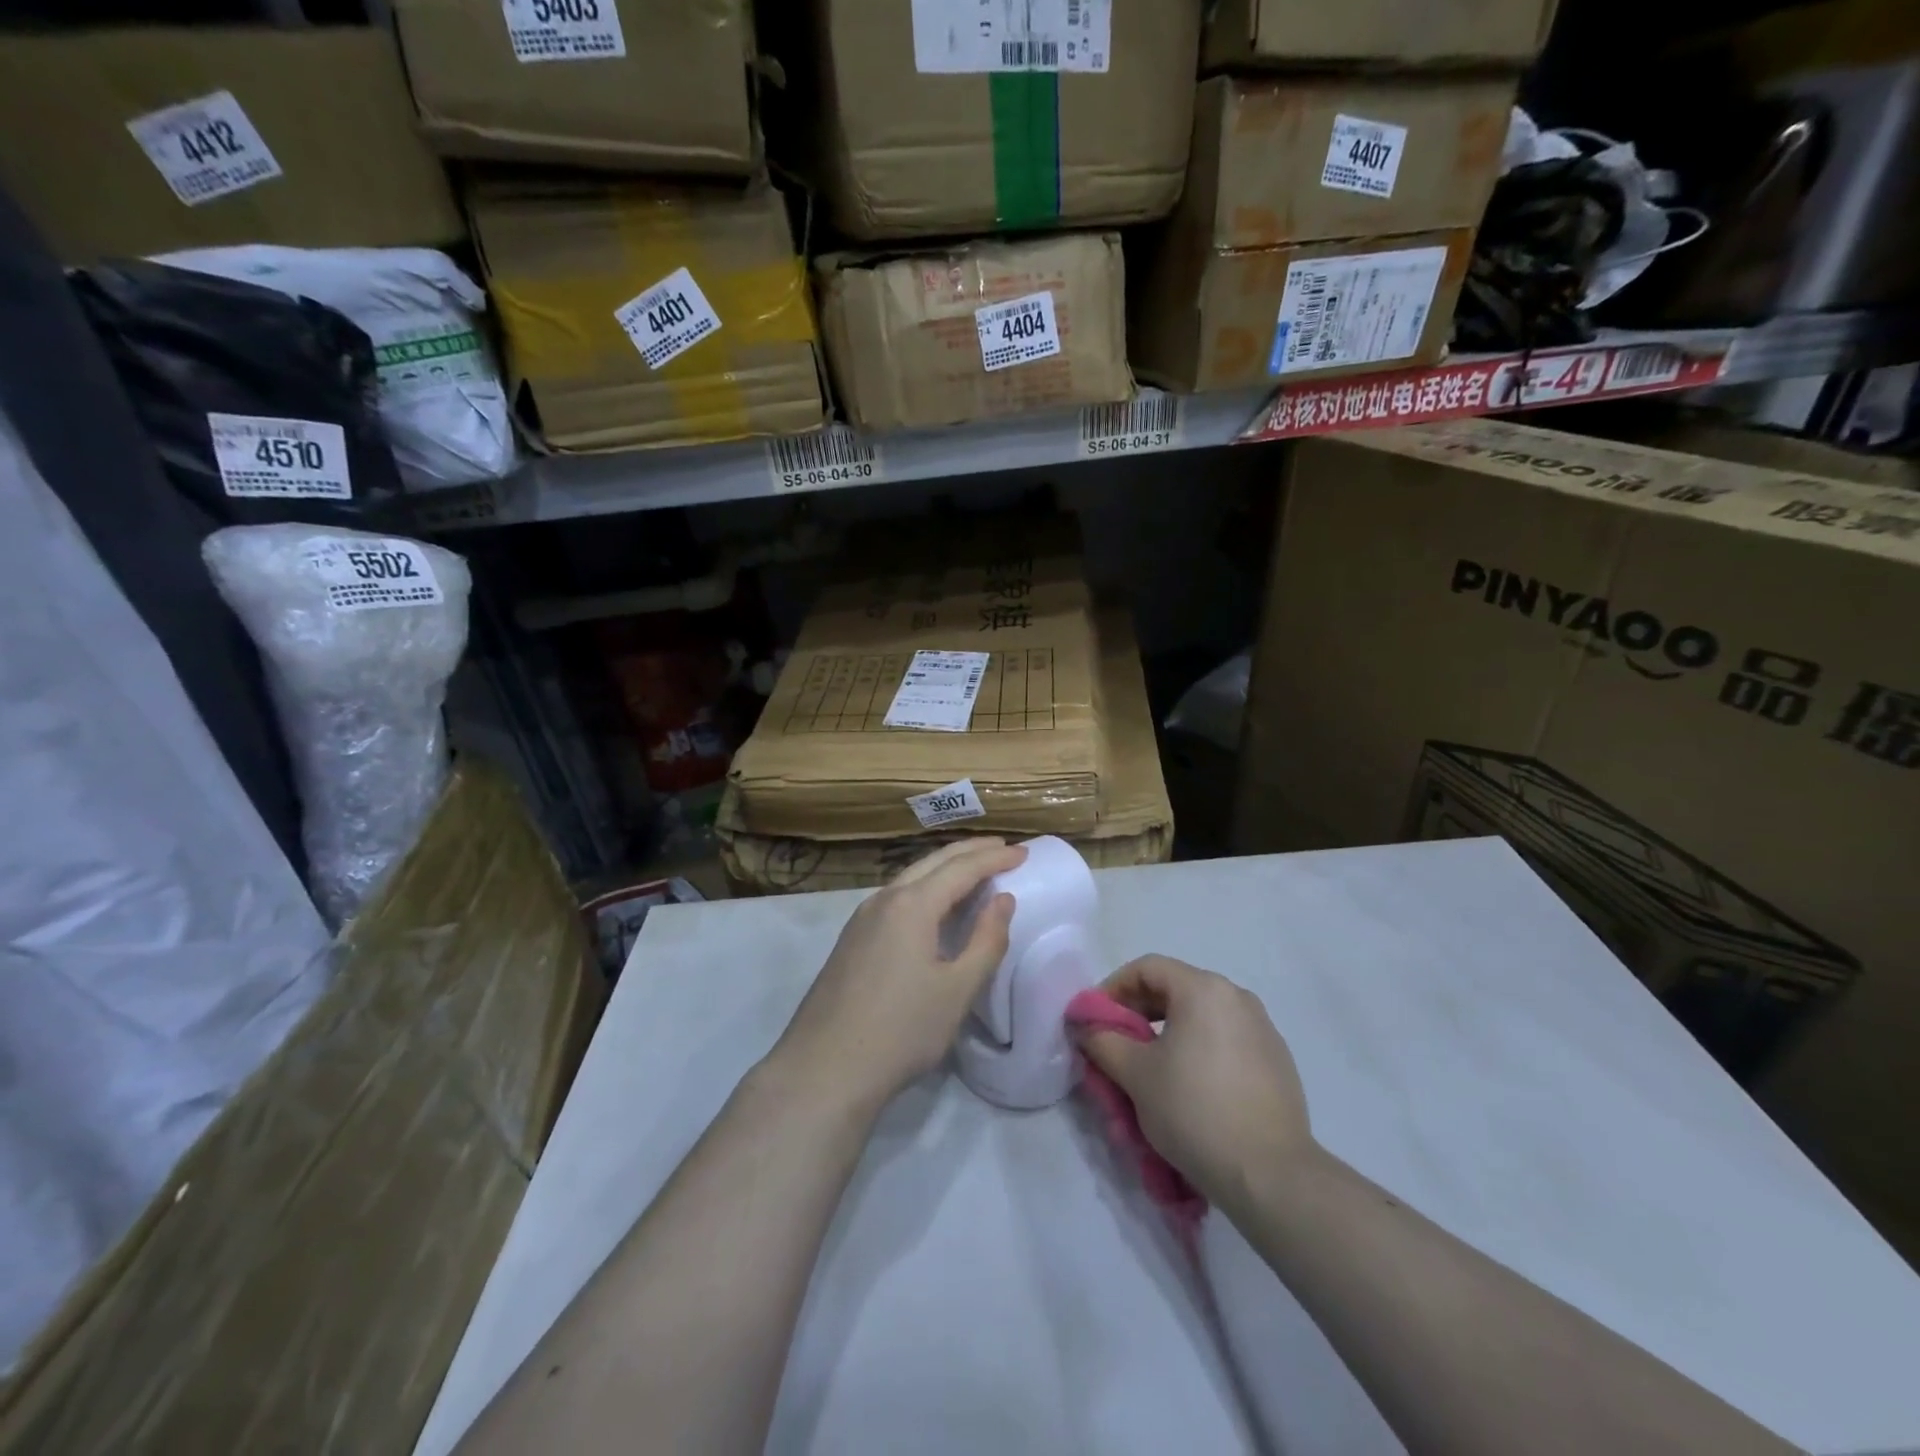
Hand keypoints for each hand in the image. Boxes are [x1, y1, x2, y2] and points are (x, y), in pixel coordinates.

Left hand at [771, 839, 1026, 1114]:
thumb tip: (1003, 900)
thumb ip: (986, 940)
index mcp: (912, 904)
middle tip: (1003, 848)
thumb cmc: (902, 1030)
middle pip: (933, 861)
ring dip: (945, 867)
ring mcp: (862, 918)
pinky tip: (933, 904)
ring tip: (973, 869)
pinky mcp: (851, 938)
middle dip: (970, 851)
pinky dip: (924, 887)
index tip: (1024, 852)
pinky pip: (896, 897)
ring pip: (910, 877)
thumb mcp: (958, 989)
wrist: (824, 1069)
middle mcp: (884, 899)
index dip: (995, 858)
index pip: (962, 868)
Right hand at [1075, 955, 1312, 1211]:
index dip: (1113, 988)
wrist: (1270, 1175)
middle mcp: (1237, 997)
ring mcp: (1263, 1028)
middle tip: (1116, 1043)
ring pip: (1202, 1015)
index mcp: (1204, 989)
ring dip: (1168, 1031)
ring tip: (1150, 1067)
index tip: (1094, 1019)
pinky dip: (1199, 1049)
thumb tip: (1086, 1027)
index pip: (1147, 968)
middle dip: (1139, 1011)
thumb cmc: (1194, 1111)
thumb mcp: (1136, 1075)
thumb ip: (1103, 1041)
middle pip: (1175, 988)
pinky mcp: (1277, 1061)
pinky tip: (1190, 1086)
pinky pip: (1226, 1039)